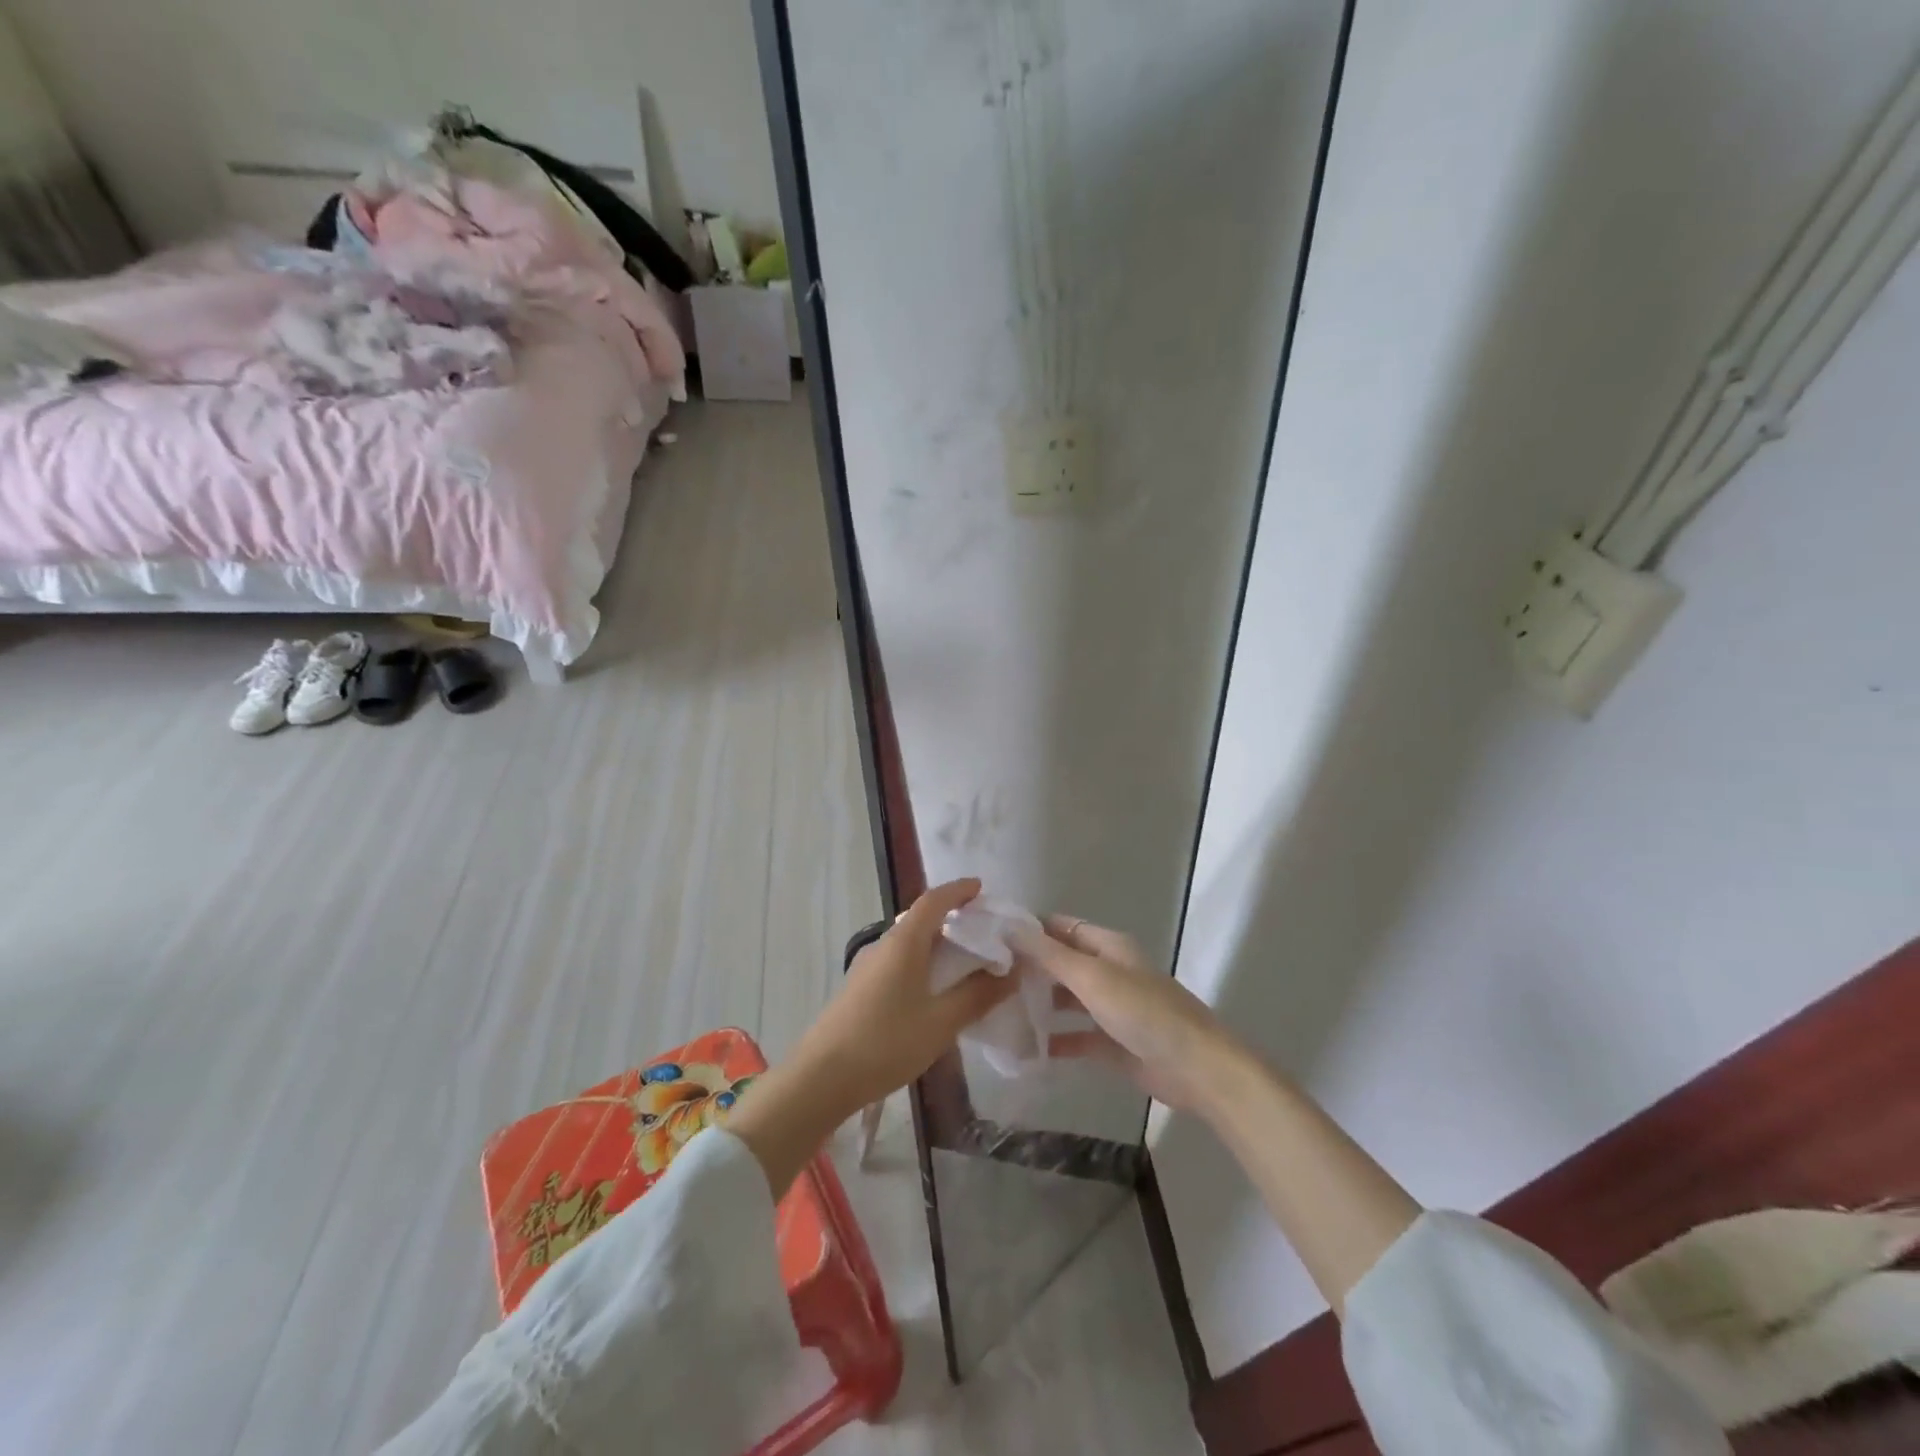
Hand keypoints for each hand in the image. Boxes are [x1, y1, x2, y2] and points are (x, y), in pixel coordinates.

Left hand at [729, 878, 1015, 1195]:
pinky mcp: (861, 989)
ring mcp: (868, 967)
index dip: (958, 891)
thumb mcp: (941, 1022)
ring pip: (909, 943)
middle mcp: (884, 945)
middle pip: (921, 919)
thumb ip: (978, 995)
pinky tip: (935, 989)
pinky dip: (924, 963)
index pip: (934, 901)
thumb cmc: (886, 1043)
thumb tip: (1012, 970)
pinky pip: (899, 962)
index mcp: (904, 942)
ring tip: (967, 960)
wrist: (821, 1078)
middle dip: (953, 918)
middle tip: (984, 930)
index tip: (981, 888)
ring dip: (938, 943)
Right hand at [1011, 915, 1245, 1118]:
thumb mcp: (1092, 977)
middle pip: (1062, 963)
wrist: (1196, 1068)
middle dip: (1029, 968)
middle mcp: (1108, 971)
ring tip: (997, 1011)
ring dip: (1039, 1004)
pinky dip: (1054, 1040)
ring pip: (1067, 1000)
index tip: (990, 939)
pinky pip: (1076, 1037)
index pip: (1060, 927)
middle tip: (986, 979)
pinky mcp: (1113, 1044)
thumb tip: (1008, 927)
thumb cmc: (1143, 1012)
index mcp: (1108, 946)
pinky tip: (1025, 1048)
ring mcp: (1112, 1008)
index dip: (1029, 930)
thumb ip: (1049, 955)